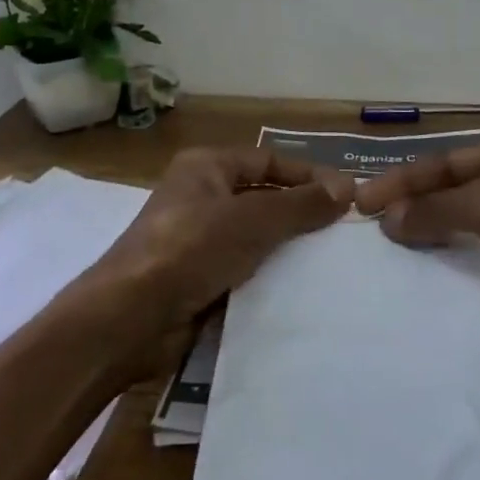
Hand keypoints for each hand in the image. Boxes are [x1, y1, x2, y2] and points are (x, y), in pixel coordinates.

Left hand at [83, 147, 354, 368]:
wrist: (130, 318)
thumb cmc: (189, 250)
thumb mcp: (251, 220)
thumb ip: (300, 204)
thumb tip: (347, 187)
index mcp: (206, 168)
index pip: (268, 161)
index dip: (307, 176)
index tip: (349, 197)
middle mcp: (201, 197)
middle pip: (263, 199)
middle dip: (302, 214)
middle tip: (348, 234)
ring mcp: (198, 240)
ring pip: (256, 238)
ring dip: (289, 250)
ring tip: (335, 264)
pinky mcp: (199, 279)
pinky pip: (244, 270)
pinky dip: (270, 278)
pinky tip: (304, 292)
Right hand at [353, 141, 479, 388]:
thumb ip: (441, 211)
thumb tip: (386, 220)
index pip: (448, 165)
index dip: (405, 180)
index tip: (362, 201)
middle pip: (452, 202)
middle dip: (412, 215)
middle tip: (365, 235)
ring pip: (464, 242)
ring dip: (428, 251)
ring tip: (382, 267)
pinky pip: (479, 281)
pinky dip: (452, 285)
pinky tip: (418, 295)